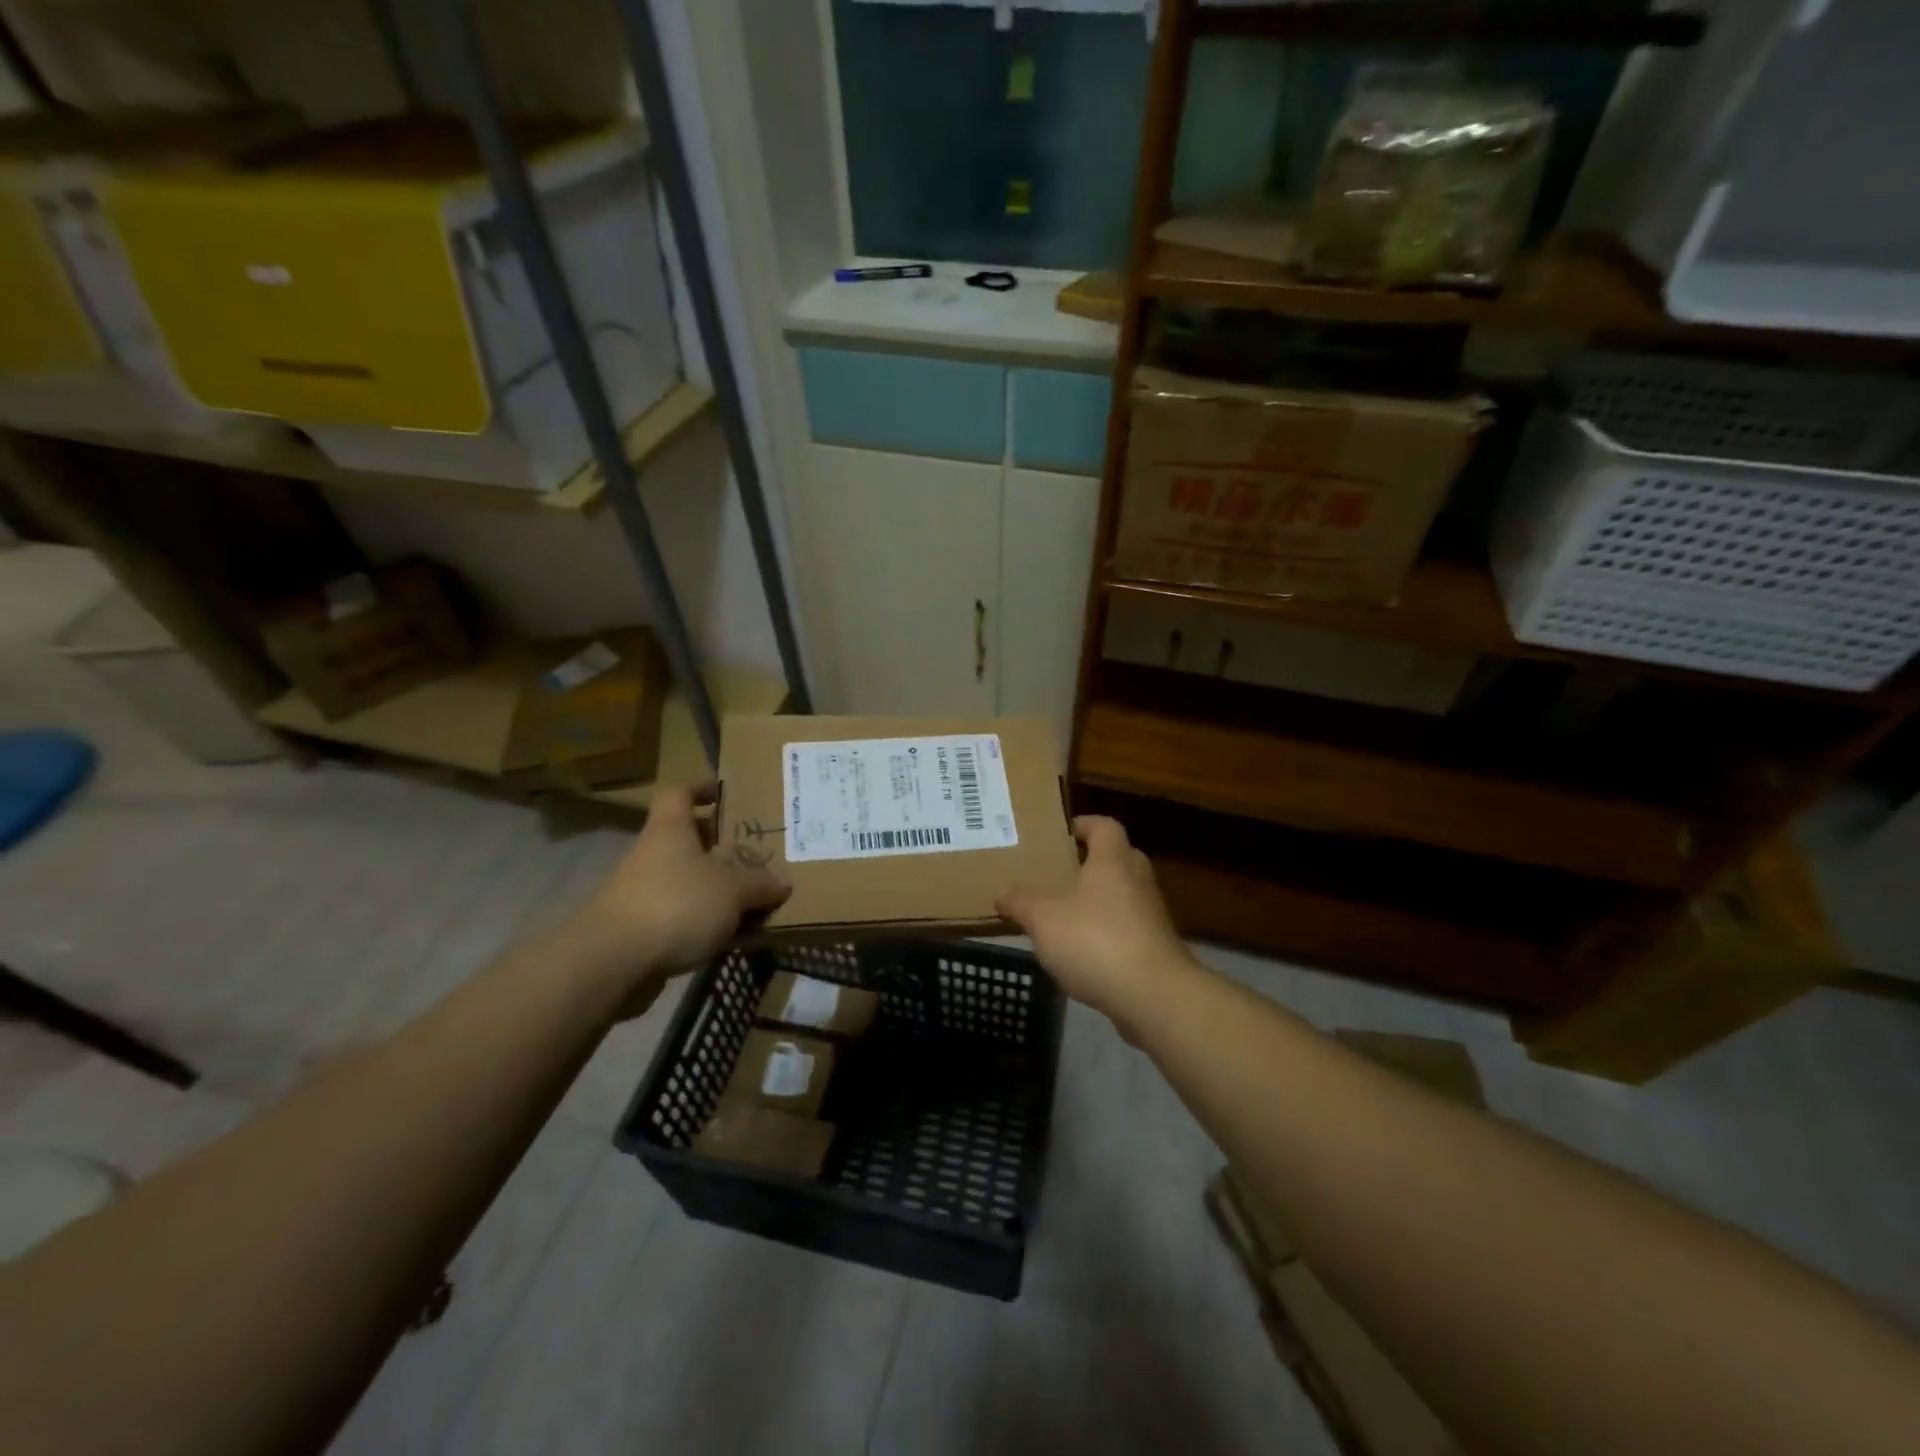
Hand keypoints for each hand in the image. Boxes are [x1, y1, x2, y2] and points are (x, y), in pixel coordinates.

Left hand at [577, 786, 789, 989]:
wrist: (613, 962)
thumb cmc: (676, 904)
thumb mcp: (733, 891)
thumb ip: (759, 885)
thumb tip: (782, 882)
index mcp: (670, 829)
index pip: (679, 793)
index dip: (700, 789)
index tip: (722, 795)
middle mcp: (652, 854)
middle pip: (686, 841)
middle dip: (718, 847)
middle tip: (753, 854)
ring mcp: (641, 893)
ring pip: (686, 882)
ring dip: (715, 890)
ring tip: (753, 902)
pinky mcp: (639, 930)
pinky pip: (681, 917)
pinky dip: (705, 924)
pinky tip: (732, 939)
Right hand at [996, 816, 1196, 1029]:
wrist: (1153, 995)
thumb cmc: (1095, 940)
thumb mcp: (1044, 919)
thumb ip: (1021, 903)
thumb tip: (1002, 893)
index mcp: (1113, 861)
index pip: (1105, 826)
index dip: (1086, 824)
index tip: (1064, 833)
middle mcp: (1138, 879)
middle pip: (1118, 858)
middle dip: (1092, 863)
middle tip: (1060, 873)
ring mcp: (1152, 915)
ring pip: (1124, 895)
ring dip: (1100, 900)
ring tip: (1066, 914)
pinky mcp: (1157, 947)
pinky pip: (1129, 927)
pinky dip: (1109, 932)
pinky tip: (1085, 951)